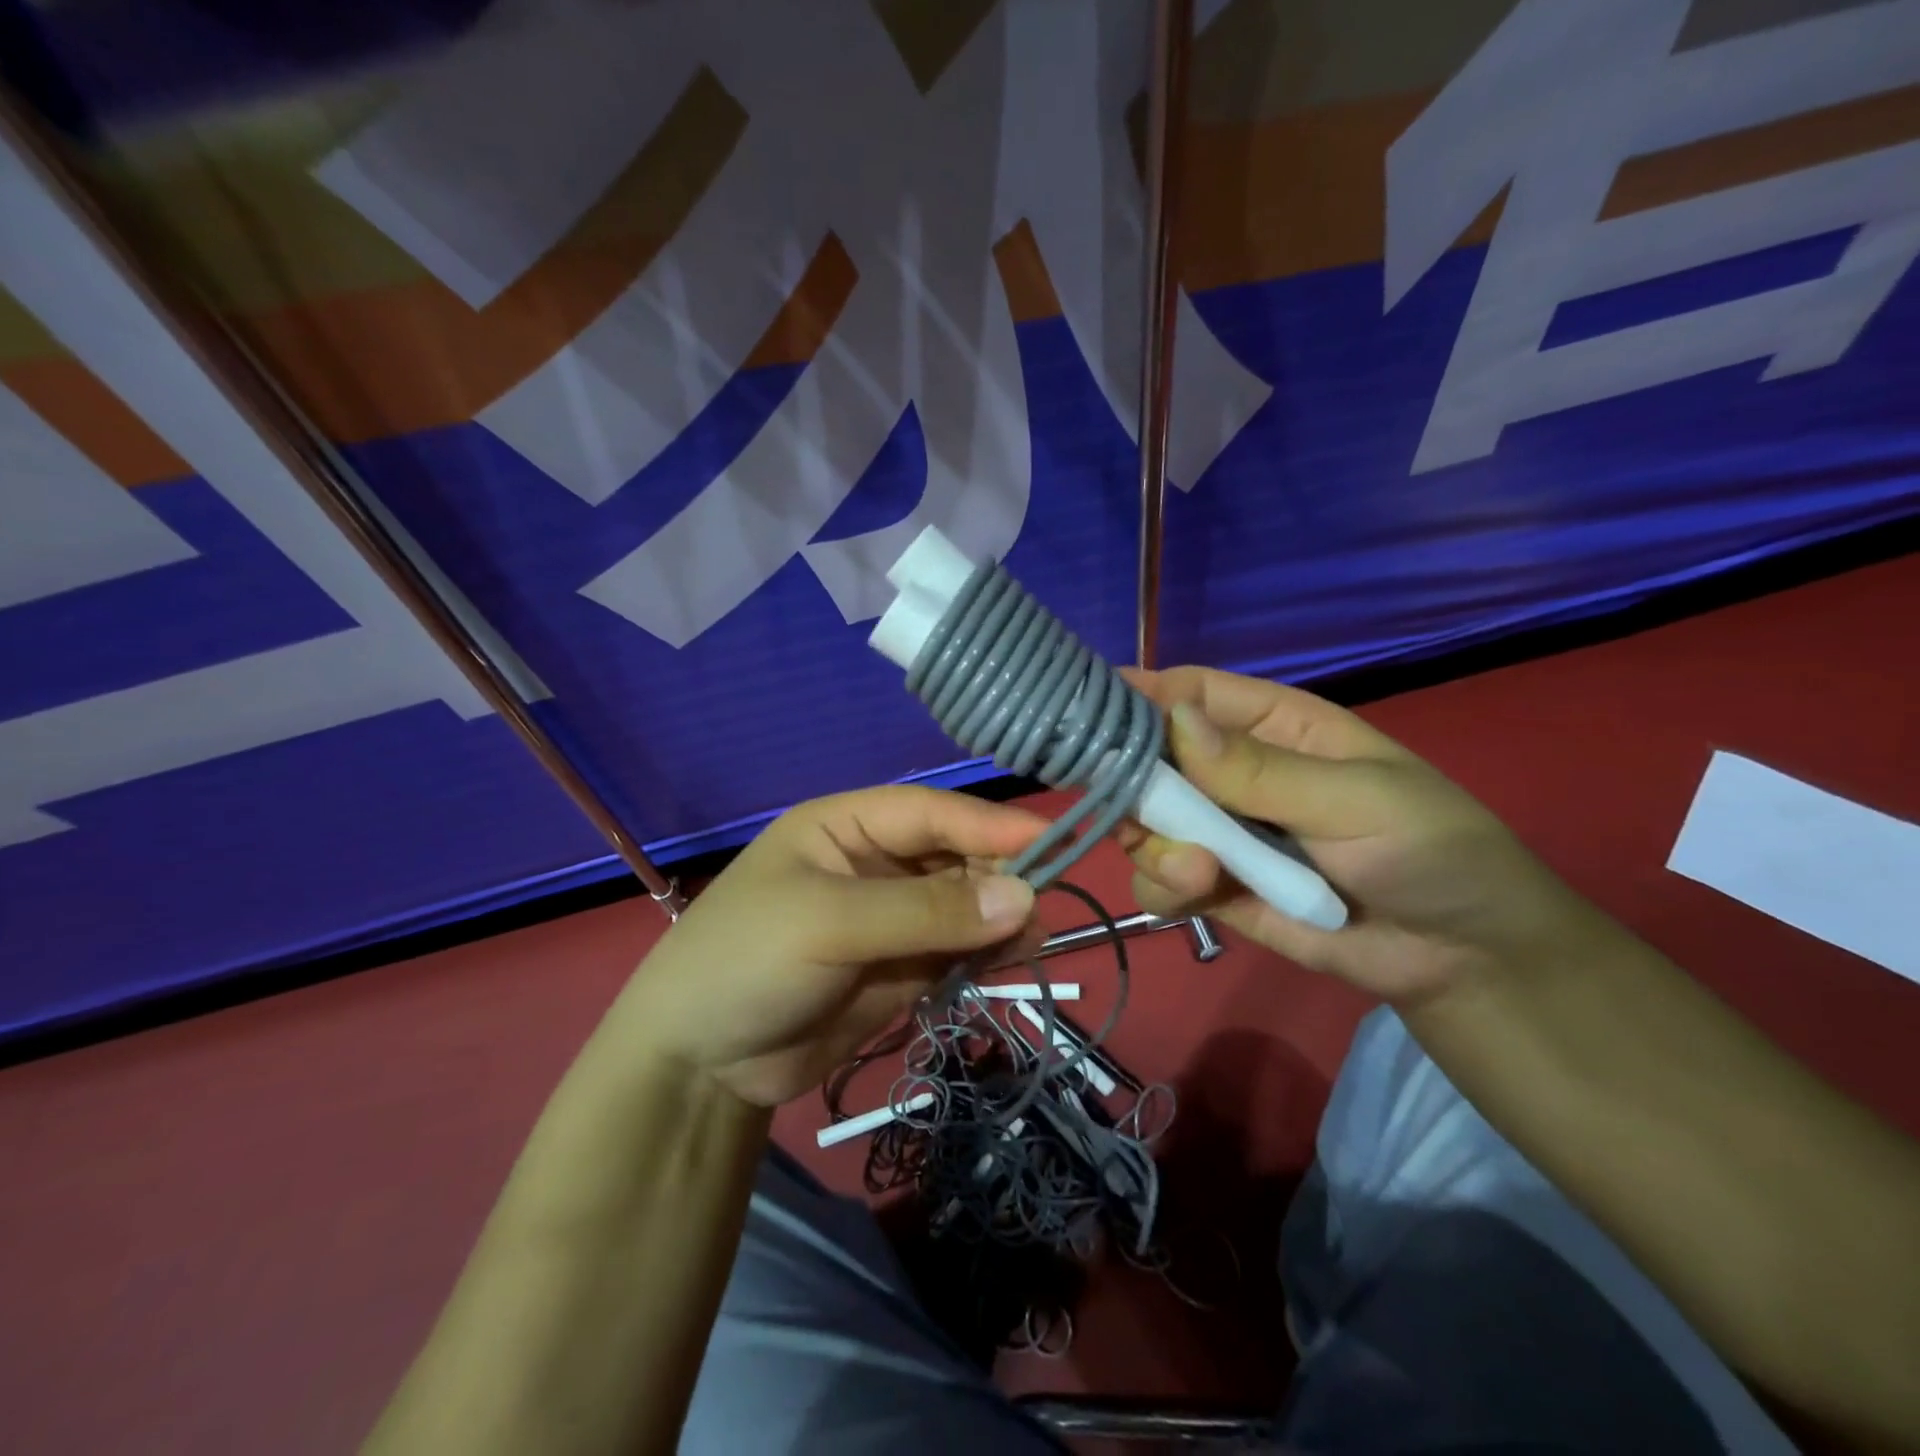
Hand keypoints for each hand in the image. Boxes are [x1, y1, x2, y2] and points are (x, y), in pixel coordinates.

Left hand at [613, 786, 1044, 1106]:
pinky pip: (957, 949)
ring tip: (1029, 941)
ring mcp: (891, 917)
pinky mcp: (901, 967)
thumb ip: (926, 911)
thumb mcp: (829, 924)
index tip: (1052, 842)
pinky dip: (986, 952)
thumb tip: (1023, 897)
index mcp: (847, 827)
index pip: (931, 811)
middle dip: (999, 876)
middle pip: (955, 855)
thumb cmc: (746, 962)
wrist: (697, 1065)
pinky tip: (1007, 962)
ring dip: (999, 917)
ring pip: (964, 903)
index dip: (989, 824)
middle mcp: (874, 863)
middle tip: (1038, 911)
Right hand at [1121, 667, 1615, 1004]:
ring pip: (1144, 823)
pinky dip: (1162, 885)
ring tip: (1197, 872)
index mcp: (1273, 727)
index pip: (1192, 693)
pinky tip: (1196, 894)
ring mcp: (1220, 833)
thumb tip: (1172, 720)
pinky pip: (1159, 878)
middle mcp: (1233, 773)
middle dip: (1133, 785)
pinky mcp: (1213, 888)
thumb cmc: (1430, 852)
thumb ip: (1261, 770)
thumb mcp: (1356, 799)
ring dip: (1152, 844)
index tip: (1087, 713)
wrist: (1463, 960)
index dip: (1140, 696)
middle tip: (1139, 814)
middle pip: (1149, 759)